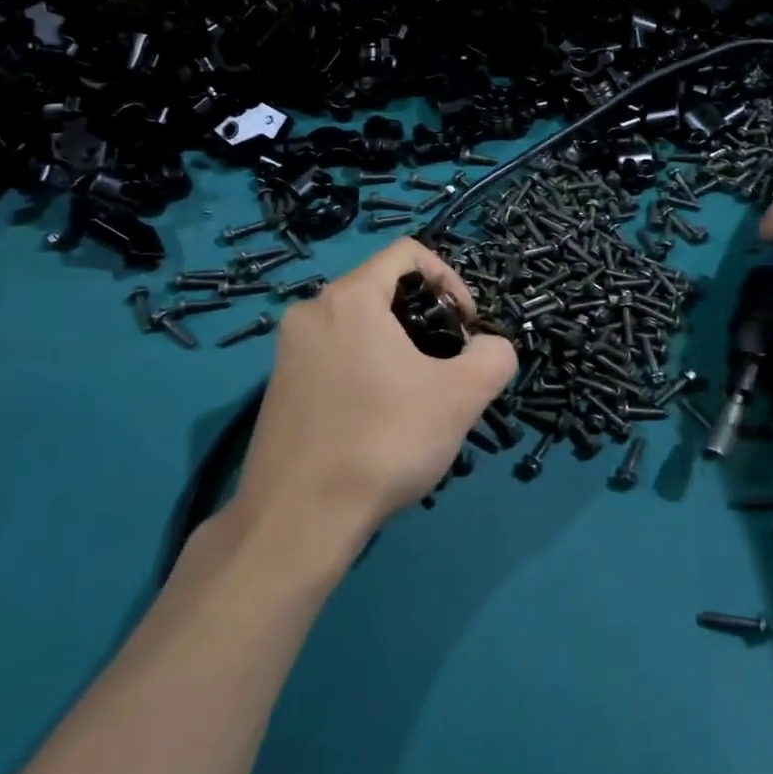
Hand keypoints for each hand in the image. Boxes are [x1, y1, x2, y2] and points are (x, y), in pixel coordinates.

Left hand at [228, 238, 516, 567]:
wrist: (296, 521)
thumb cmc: (382, 442)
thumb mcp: (461, 396)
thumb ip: (493, 356)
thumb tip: (491, 348)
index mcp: (349, 298)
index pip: (407, 252)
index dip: (450, 279)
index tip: (466, 326)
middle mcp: (310, 311)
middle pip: (383, 289)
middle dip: (426, 319)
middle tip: (448, 365)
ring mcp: (287, 352)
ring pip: (359, 326)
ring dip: (398, 348)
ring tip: (418, 398)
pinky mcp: (278, 388)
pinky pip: (335, 357)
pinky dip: (367, 370)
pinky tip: (380, 422)